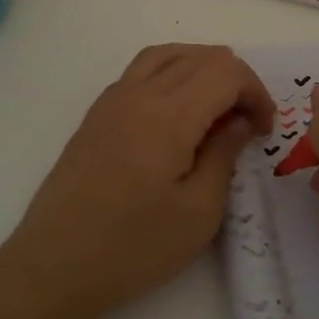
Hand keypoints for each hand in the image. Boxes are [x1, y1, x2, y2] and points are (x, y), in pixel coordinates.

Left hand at [6, 44, 274, 318]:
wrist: (55, 264)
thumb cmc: (134, 246)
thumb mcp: (199, 211)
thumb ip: (224, 154)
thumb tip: (240, 120)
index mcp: (170, 113)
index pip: (227, 71)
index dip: (256, 93)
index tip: (263, 132)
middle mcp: (140, 92)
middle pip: (200, 56)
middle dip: (235, 81)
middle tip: (245, 125)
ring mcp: (112, 100)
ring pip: (167, 55)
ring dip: (201, 70)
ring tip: (216, 108)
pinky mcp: (96, 114)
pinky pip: (141, 71)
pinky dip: (171, 74)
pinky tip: (176, 114)